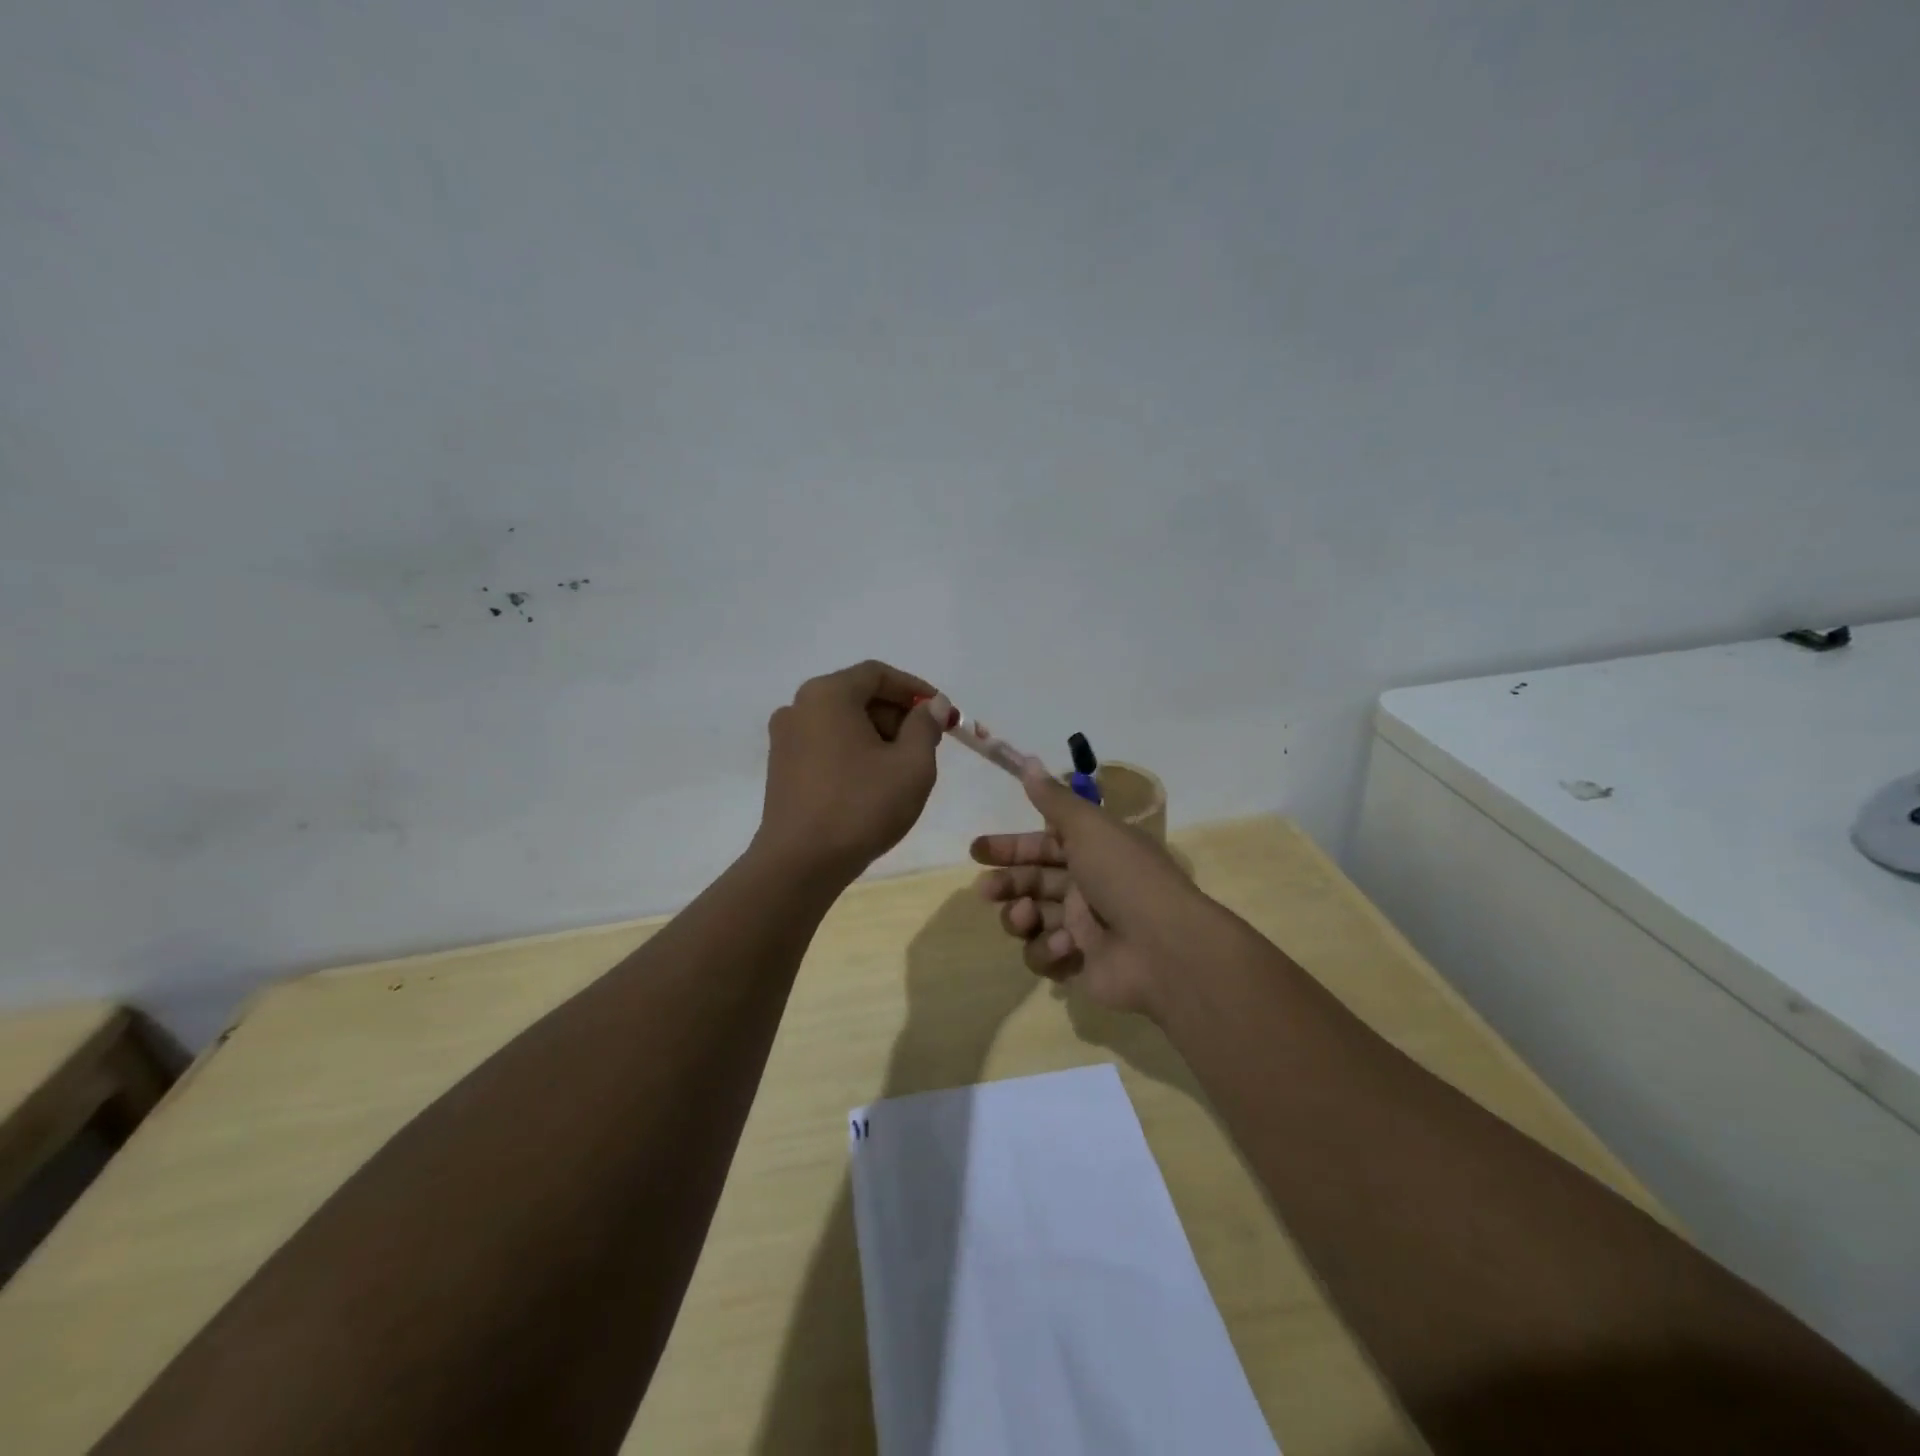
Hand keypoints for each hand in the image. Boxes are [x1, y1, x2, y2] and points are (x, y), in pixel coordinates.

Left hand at [754, 660, 942, 883]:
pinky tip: (873, 782)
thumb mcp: (911, 765)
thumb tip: (933, 705)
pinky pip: (826, 744)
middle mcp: (799, 707)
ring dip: (878, 735)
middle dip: (897, 714)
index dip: (915, 689)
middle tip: (928, 743)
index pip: (878, 674)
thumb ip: (926, 726)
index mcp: (828, 694)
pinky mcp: (781, 767)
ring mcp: (785, 738)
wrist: (800, 863)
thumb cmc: (861, 806)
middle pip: (858, 695)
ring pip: (842, 722)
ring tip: (904, 768)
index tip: (942, 713)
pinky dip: (854, 751)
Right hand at [971, 763, 1217, 1020]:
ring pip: (1032, 919)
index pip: (1043, 845)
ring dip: (1021, 916)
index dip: (1010, 847)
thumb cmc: (1125, 877)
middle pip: (1032, 882)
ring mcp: (1083, 929)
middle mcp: (1087, 887)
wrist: (1164, 948)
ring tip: (1027, 915)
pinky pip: (1045, 956)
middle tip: (986, 889)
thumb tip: (1028, 762)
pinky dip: (1048, 950)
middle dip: (1006, 884)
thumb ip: (1054, 799)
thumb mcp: (1089, 827)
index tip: (977, 850)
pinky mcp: (1079, 965)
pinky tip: (1066, 946)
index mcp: (1093, 852)